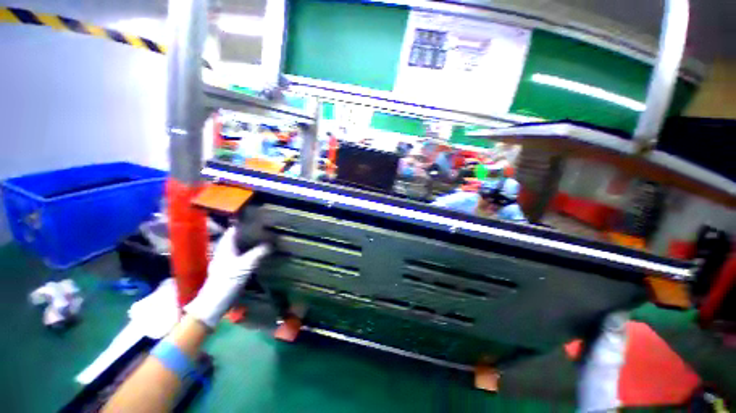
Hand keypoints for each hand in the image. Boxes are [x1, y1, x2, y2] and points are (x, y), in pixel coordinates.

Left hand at [184, 227, 270, 327]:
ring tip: (266, 238)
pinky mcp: (232, 268)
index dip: (244, 222)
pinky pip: (243, 255)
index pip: (234, 228)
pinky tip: (261, 253)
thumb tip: (272, 243)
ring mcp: (228, 259)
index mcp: (225, 246)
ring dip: (252, 242)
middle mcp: (225, 250)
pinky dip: (251, 251)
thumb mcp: (245, 265)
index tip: (258, 218)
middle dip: (251, 231)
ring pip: (241, 246)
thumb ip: (259, 253)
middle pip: (238, 236)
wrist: (214, 303)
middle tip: (267, 227)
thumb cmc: (226, 281)